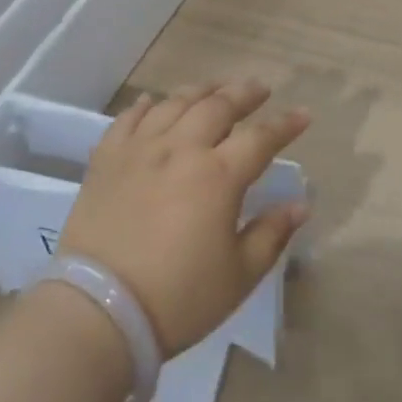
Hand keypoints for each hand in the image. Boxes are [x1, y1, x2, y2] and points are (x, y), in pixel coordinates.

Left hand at [62, 80, 310, 356]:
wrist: (98, 312)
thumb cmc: (177, 299)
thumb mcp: (238, 276)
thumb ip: (272, 234)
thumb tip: (300, 204)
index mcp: (218, 176)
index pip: (261, 138)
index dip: (286, 124)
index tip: (303, 114)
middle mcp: (181, 149)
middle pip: (218, 106)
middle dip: (244, 93)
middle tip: (259, 89)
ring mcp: (140, 149)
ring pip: (175, 103)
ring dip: (200, 91)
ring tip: (214, 90)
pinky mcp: (106, 159)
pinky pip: (129, 119)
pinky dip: (146, 106)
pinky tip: (154, 102)